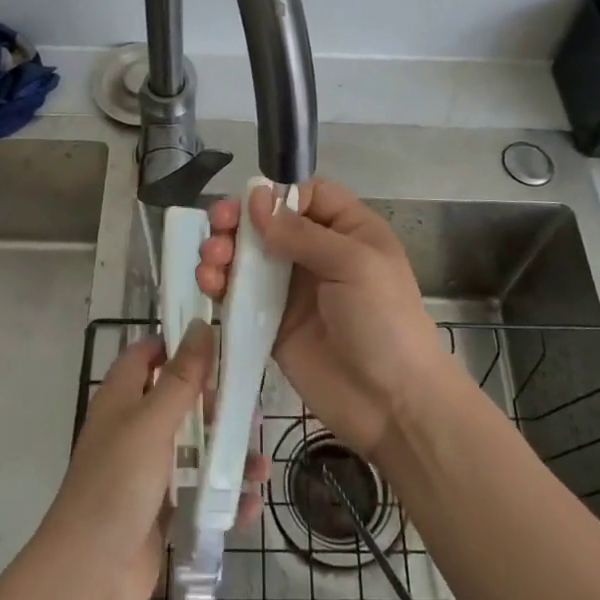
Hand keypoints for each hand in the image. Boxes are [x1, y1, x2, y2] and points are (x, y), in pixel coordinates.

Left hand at [38, 321, 261, 599]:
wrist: (89, 576)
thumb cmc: (117, 484)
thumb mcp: (152, 422)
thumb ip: (181, 377)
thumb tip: (200, 325)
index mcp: (122, 400)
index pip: (147, 355)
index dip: (177, 344)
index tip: (219, 341)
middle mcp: (134, 430)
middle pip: (180, 402)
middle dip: (217, 405)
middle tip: (251, 409)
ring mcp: (148, 473)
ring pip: (195, 450)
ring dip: (229, 455)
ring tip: (261, 466)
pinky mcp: (162, 512)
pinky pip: (199, 494)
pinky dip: (225, 498)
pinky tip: (251, 504)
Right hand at [197, 178, 450, 459]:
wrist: (392, 404)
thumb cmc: (384, 321)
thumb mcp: (354, 264)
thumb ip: (302, 232)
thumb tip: (257, 198)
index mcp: (347, 230)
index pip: (307, 195)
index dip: (277, 195)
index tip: (252, 207)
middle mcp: (317, 254)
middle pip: (269, 223)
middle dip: (238, 220)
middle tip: (217, 226)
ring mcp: (292, 290)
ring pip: (249, 257)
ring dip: (223, 250)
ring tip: (210, 259)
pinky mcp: (272, 324)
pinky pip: (240, 296)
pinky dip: (220, 285)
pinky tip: (207, 284)